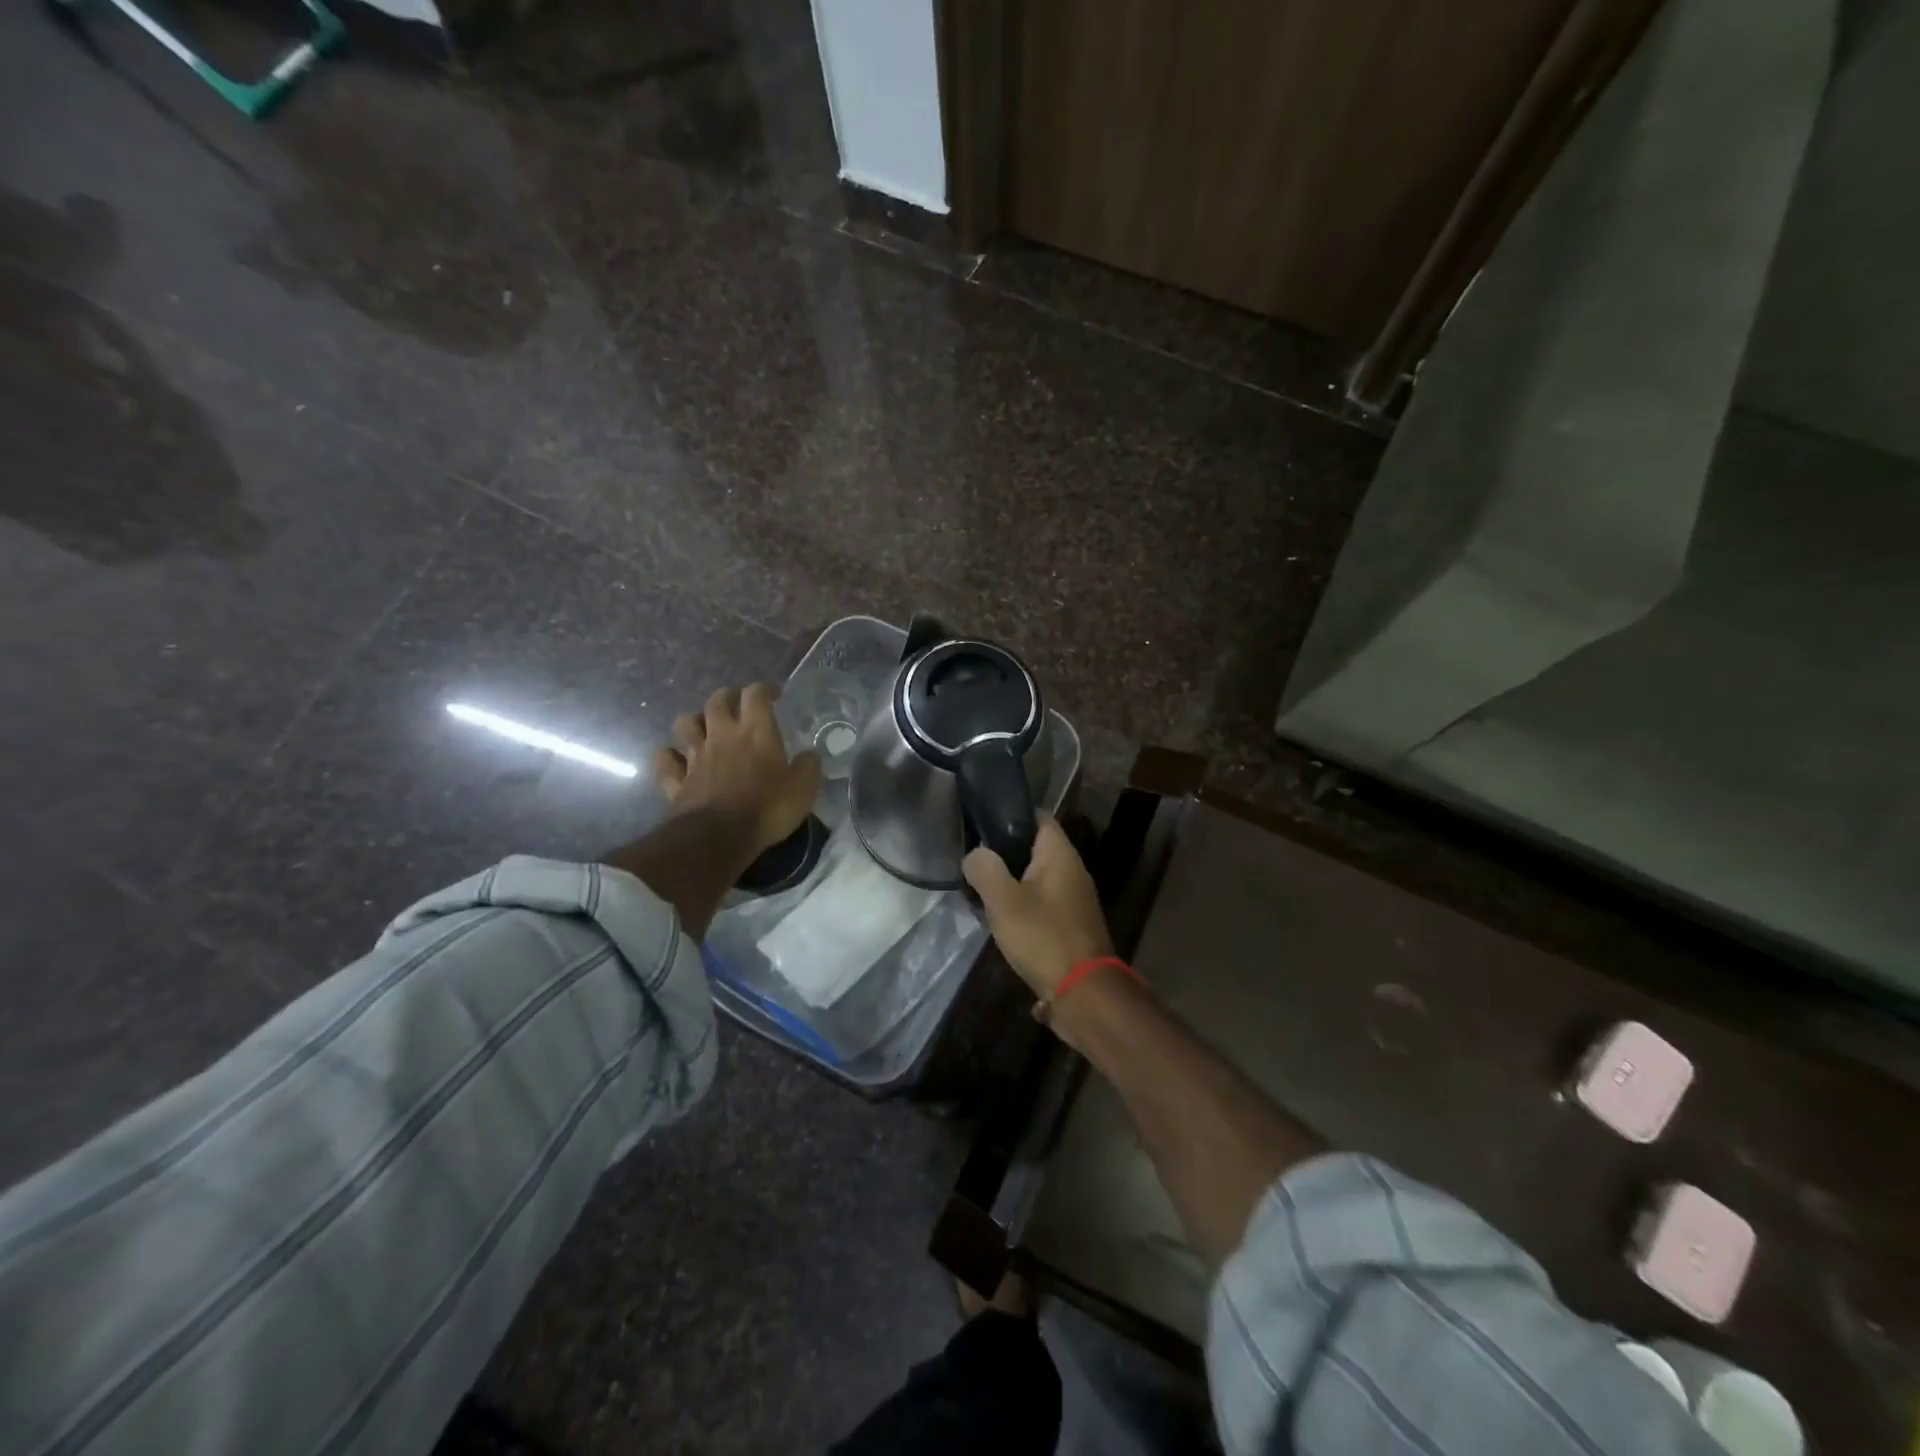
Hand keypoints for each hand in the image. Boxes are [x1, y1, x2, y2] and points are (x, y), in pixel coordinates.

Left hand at [654, 683, 821, 859]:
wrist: (719, 838)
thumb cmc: (767, 809)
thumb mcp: (804, 788)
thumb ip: (808, 766)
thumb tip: (809, 755)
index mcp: (755, 731)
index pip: (756, 694)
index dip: (765, 689)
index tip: (774, 696)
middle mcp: (722, 735)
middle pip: (717, 701)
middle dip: (728, 697)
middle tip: (739, 706)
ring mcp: (695, 757)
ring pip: (685, 723)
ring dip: (695, 721)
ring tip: (705, 729)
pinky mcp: (676, 781)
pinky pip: (665, 760)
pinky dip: (669, 756)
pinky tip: (677, 759)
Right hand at [962, 816, 1112, 998]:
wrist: (1084, 994)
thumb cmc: (1044, 938)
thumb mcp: (1004, 901)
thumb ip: (985, 870)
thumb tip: (975, 854)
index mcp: (1060, 855)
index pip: (1038, 816)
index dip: (1010, 813)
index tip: (981, 820)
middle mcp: (1072, 870)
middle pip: (1034, 847)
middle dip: (1004, 851)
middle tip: (972, 859)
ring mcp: (1074, 899)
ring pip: (1036, 878)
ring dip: (1011, 882)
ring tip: (979, 889)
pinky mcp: (1070, 925)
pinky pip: (1042, 903)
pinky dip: (1021, 905)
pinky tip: (1000, 919)